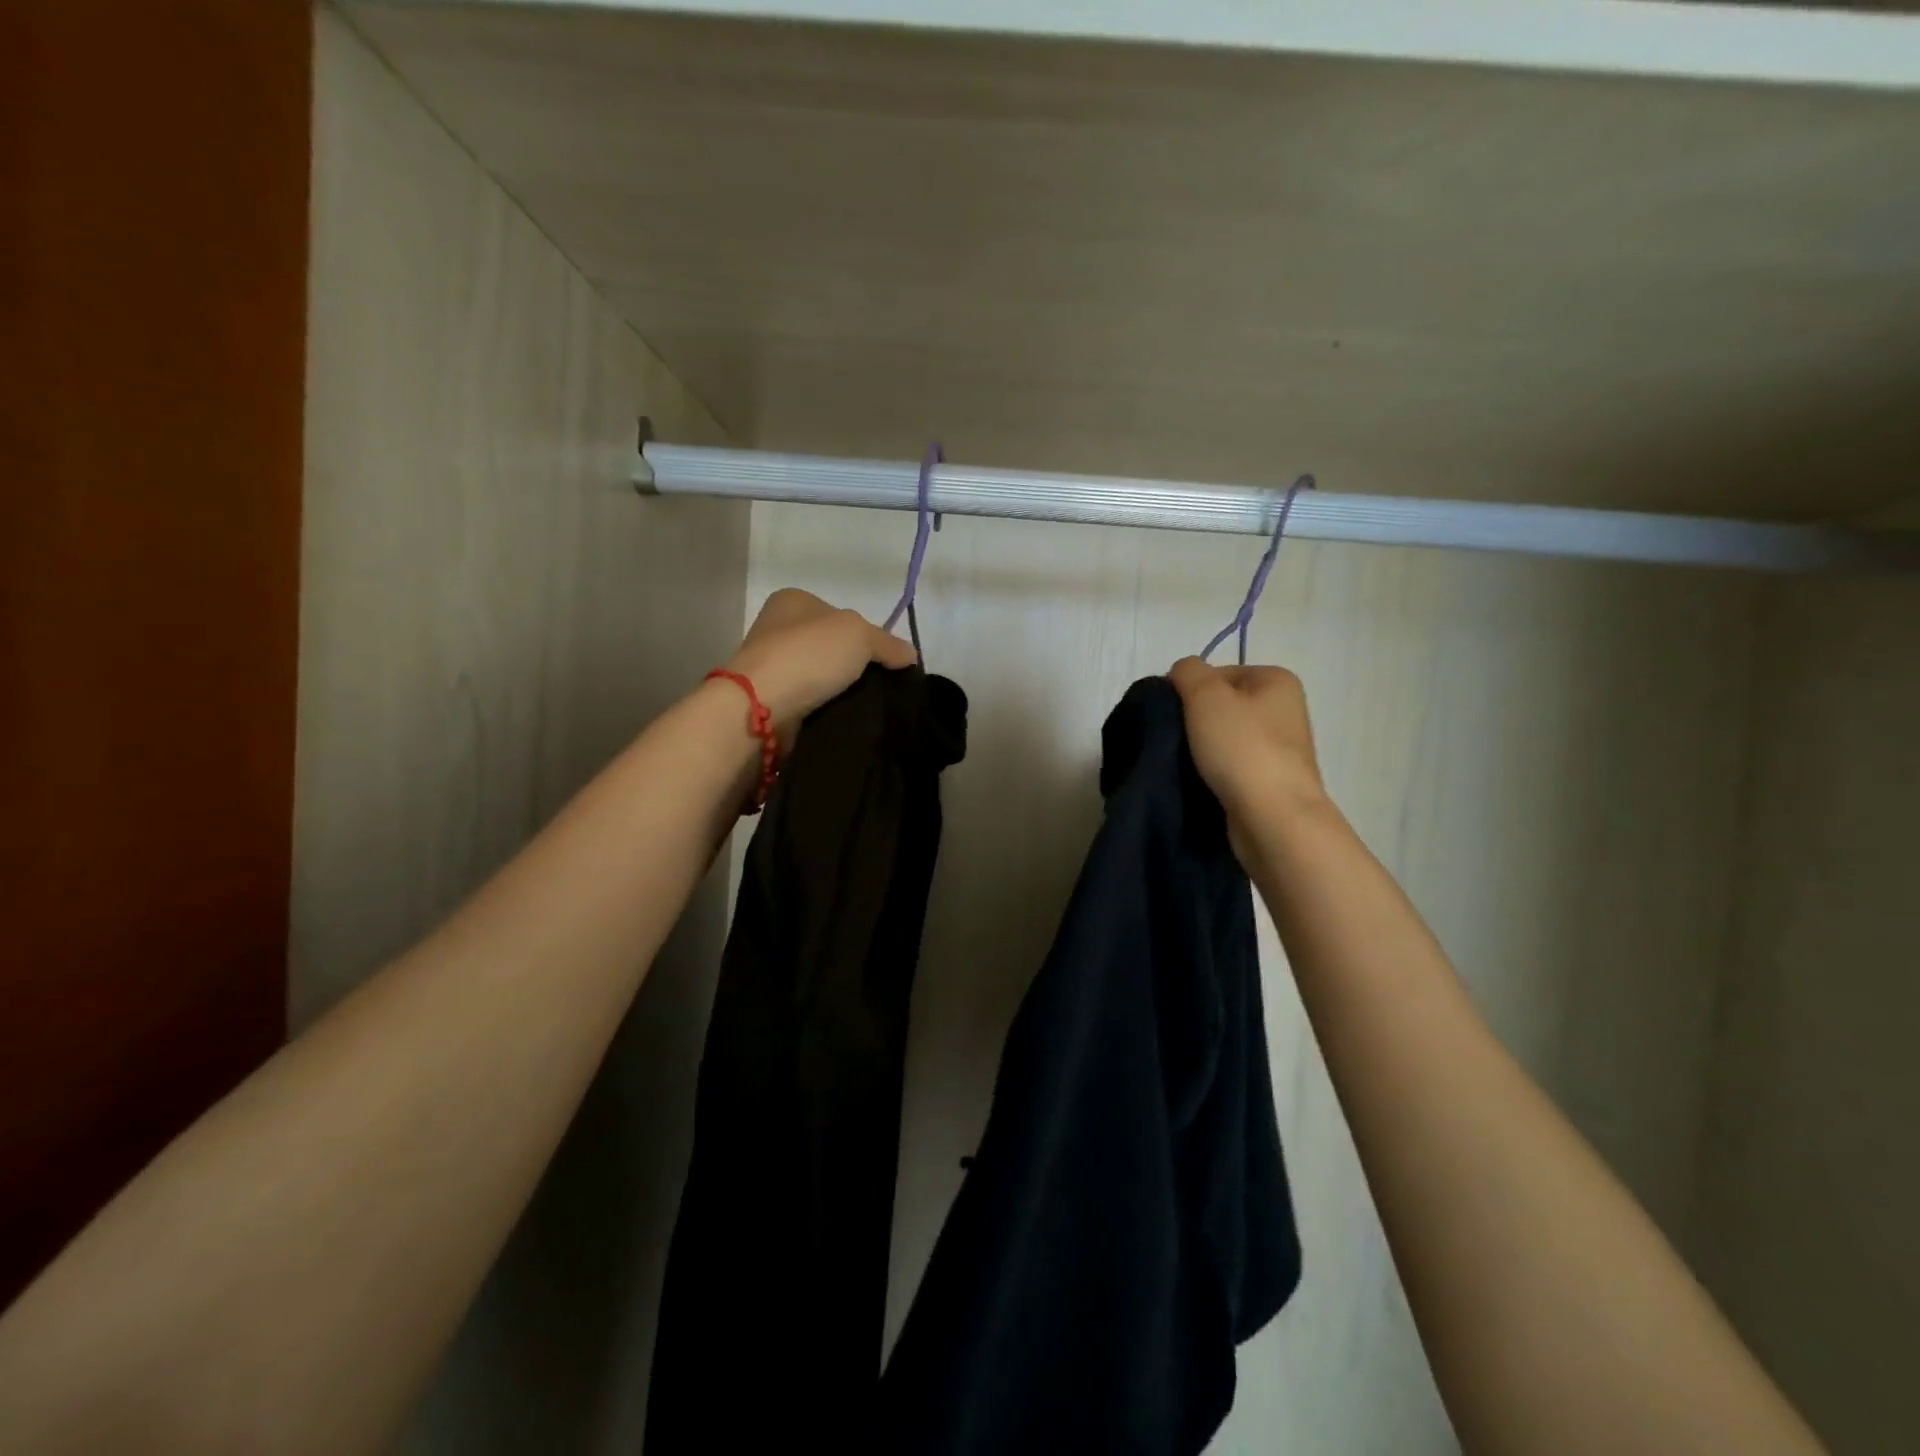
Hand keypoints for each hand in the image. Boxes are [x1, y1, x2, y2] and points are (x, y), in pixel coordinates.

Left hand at [725, 589, 917, 736]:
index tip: (885, 660)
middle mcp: (777, 627)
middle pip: (832, 646)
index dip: (867, 635)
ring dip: (839, 689)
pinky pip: (809, 700)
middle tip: (879, 684)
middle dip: (854, 665)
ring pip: (821, 675)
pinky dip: (824, 707)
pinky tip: (840, 715)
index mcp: (793, 599)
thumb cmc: (809, 654)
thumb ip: (888, 643)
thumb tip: (911, 655)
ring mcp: (770, 664)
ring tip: (864, 704)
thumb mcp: (860, 636)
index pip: (842, 615)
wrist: (760, 705)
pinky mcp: (769, 698)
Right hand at [1168, 657, 1326, 838]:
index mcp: (1277, 680)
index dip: (1190, 690)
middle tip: (1174, 739)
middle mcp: (1285, 710)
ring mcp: (1281, 749)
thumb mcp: (1205, 695)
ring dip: (1202, 749)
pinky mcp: (1270, 782)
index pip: (1218, 673)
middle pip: (1222, 706)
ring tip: (1184, 763)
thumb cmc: (1242, 748)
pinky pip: (1232, 767)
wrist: (1273, 818)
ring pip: (1225, 738)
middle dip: (1195, 721)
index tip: (1173, 714)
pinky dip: (1214, 772)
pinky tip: (1200, 782)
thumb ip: (1188, 671)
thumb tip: (1182, 674)